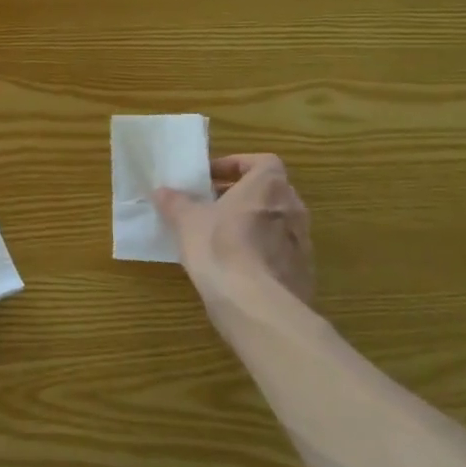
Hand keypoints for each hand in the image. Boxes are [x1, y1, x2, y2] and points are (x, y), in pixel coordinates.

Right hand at [154, 154, 313, 328]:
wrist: (256, 304)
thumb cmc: (220, 247)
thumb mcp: (186, 221)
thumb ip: (175, 202)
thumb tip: (162, 192)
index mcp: (268, 186)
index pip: (262, 162)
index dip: (236, 165)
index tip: (211, 178)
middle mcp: (293, 208)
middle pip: (269, 191)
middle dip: (241, 195)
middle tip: (211, 205)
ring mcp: (302, 241)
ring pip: (275, 221)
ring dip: (251, 223)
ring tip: (220, 236)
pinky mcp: (303, 271)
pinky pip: (279, 250)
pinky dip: (260, 250)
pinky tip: (235, 266)